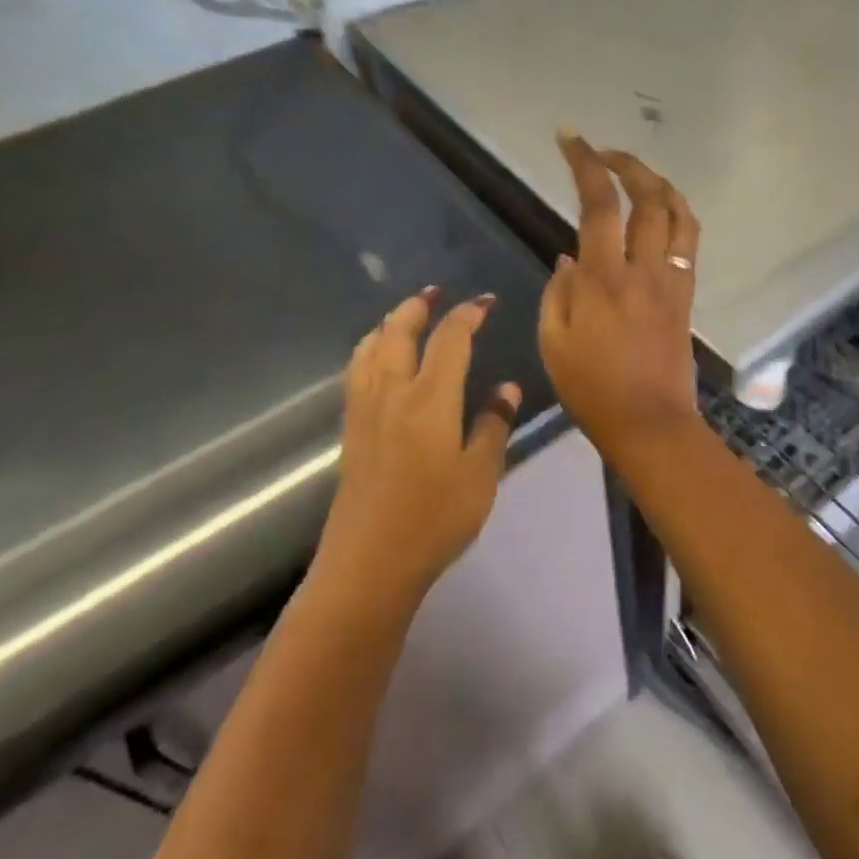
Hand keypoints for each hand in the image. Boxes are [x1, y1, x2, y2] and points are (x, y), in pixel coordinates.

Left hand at [321, 289, 520, 604]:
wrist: (369, 565)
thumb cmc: (434, 520)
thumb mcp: (481, 475)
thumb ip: (493, 426)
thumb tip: (507, 389)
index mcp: (430, 400)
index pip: (450, 340)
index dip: (468, 315)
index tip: (485, 302)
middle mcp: (392, 394)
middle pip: (398, 333)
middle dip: (417, 307)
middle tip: (435, 293)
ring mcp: (365, 412)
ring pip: (370, 350)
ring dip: (388, 324)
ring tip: (404, 316)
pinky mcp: (351, 433)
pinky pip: (356, 373)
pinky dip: (369, 351)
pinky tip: (376, 361)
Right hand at [540, 135, 702, 460]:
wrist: (649, 423)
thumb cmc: (591, 389)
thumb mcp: (552, 343)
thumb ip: (558, 293)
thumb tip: (569, 258)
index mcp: (603, 279)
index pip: (598, 205)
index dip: (585, 165)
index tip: (570, 138)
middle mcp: (643, 269)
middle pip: (647, 197)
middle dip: (625, 163)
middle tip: (602, 152)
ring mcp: (671, 280)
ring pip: (677, 213)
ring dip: (658, 182)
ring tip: (635, 174)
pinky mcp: (686, 294)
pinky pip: (689, 241)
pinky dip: (677, 214)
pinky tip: (661, 211)